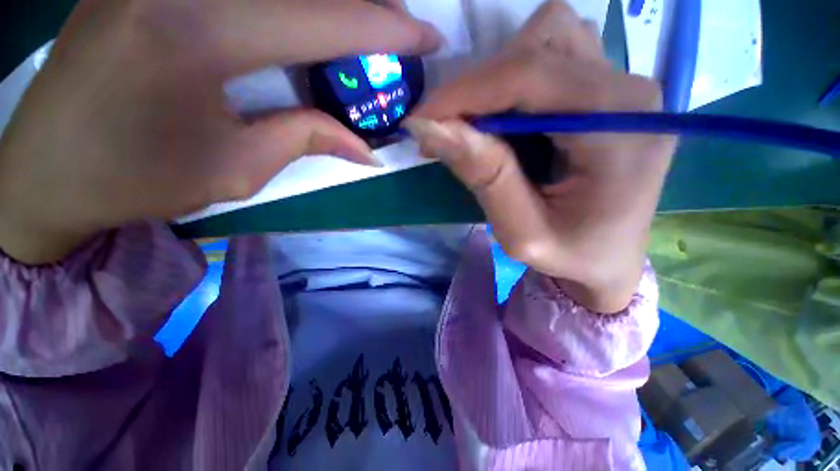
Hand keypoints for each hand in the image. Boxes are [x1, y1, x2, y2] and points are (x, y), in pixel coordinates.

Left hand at [0, 0, 440, 263]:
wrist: (47, 169)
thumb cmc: (135, 179)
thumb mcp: (236, 169)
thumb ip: (307, 140)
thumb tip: (366, 148)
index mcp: (201, 33)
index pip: (327, 20)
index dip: (389, 29)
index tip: (429, 38)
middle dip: (368, 2)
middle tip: (401, 27)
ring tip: (362, 22)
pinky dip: (290, 1)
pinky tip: (305, 16)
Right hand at [405, 0, 674, 312]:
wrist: (608, 260)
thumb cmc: (571, 256)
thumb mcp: (521, 233)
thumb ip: (483, 175)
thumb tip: (429, 127)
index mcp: (619, 129)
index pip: (530, 75)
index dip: (464, 91)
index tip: (420, 119)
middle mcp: (629, 92)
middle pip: (539, 45)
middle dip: (480, 87)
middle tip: (452, 133)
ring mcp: (623, 86)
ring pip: (546, 39)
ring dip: (498, 80)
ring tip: (482, 130)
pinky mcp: (608, 93)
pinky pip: (553, 58)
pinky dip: (514, 83)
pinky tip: (507, 123)